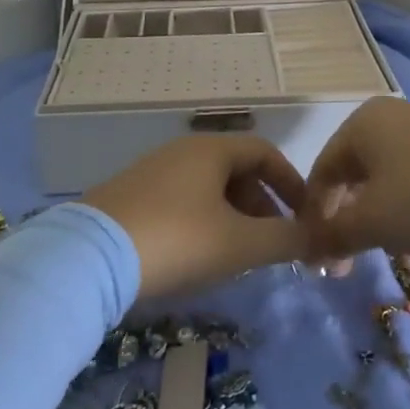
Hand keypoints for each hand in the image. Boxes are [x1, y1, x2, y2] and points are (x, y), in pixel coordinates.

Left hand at [81, 134, 311, 300]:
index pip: (265, 153)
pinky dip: (203, 223)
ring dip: (233, 218)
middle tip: (271, 244)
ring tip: (238, 256)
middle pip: (237, 171)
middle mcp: (182, 152)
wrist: (89, 259)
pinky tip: (197, 257)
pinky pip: (181, 202)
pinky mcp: (129, 198)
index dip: (291, 183)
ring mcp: (151, 173)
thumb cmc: (177, 240)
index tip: (305, 217)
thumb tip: (319, 240)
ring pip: (208, 190)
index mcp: (211, 150)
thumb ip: (286, 240)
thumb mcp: (240, 244)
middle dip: (262, 207)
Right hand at [303, 98, 409, 261]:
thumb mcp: (374, 222)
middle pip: (353, 177)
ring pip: (387, 183)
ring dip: (380, 224)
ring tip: (392, 259)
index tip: (320, 261)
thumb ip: (332, 235)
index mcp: (361, 124)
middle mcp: (390, 118)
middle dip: (348, 224)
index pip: (321, 172)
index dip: (314, 219)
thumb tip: (305, 248)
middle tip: (350, 264)